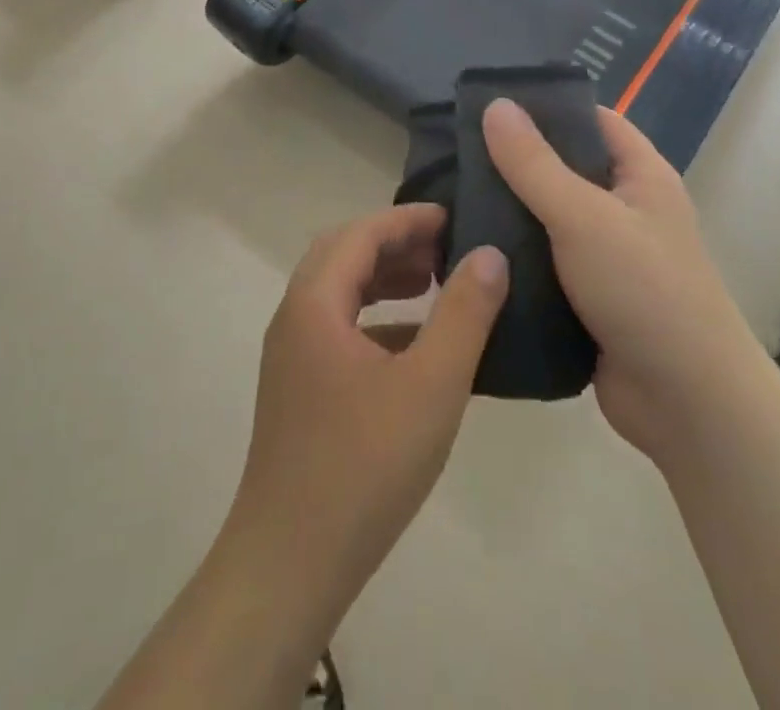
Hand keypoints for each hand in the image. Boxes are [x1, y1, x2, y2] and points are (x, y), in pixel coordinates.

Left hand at [226, 203, 507, 621]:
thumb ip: (463, 313)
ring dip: (382, 278)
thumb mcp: (431, 384)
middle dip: (394, 242)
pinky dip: (376, 318)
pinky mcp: (298, 390)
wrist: (290, 564)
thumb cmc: (364, 466)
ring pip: (338, 292)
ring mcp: (291, 356)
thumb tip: (489, 254)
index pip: (360, 233)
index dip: (407, 218)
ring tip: (431, 283)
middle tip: (444, 247)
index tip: (453, 216)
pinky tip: (414, 344)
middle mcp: (294, 318)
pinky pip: (338, 329)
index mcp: (314, 303)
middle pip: (343, 255)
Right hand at [482, 100, 753, 460]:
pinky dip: (512, 258)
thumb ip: (535, 164)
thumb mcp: (584, 217)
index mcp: (640, 176)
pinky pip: (542, 264)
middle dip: (514, 163)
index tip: (489, 106)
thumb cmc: (644, 290)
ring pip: (547, 219)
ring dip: (507, 213)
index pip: (591, 120)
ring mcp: (606, 256)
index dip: (546, 108)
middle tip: (453, 154)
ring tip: (447, 198)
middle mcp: (624, 209)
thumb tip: (495, 105)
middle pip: (563, 169)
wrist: (688, 405)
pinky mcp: (586, 298)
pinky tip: (467, 252)